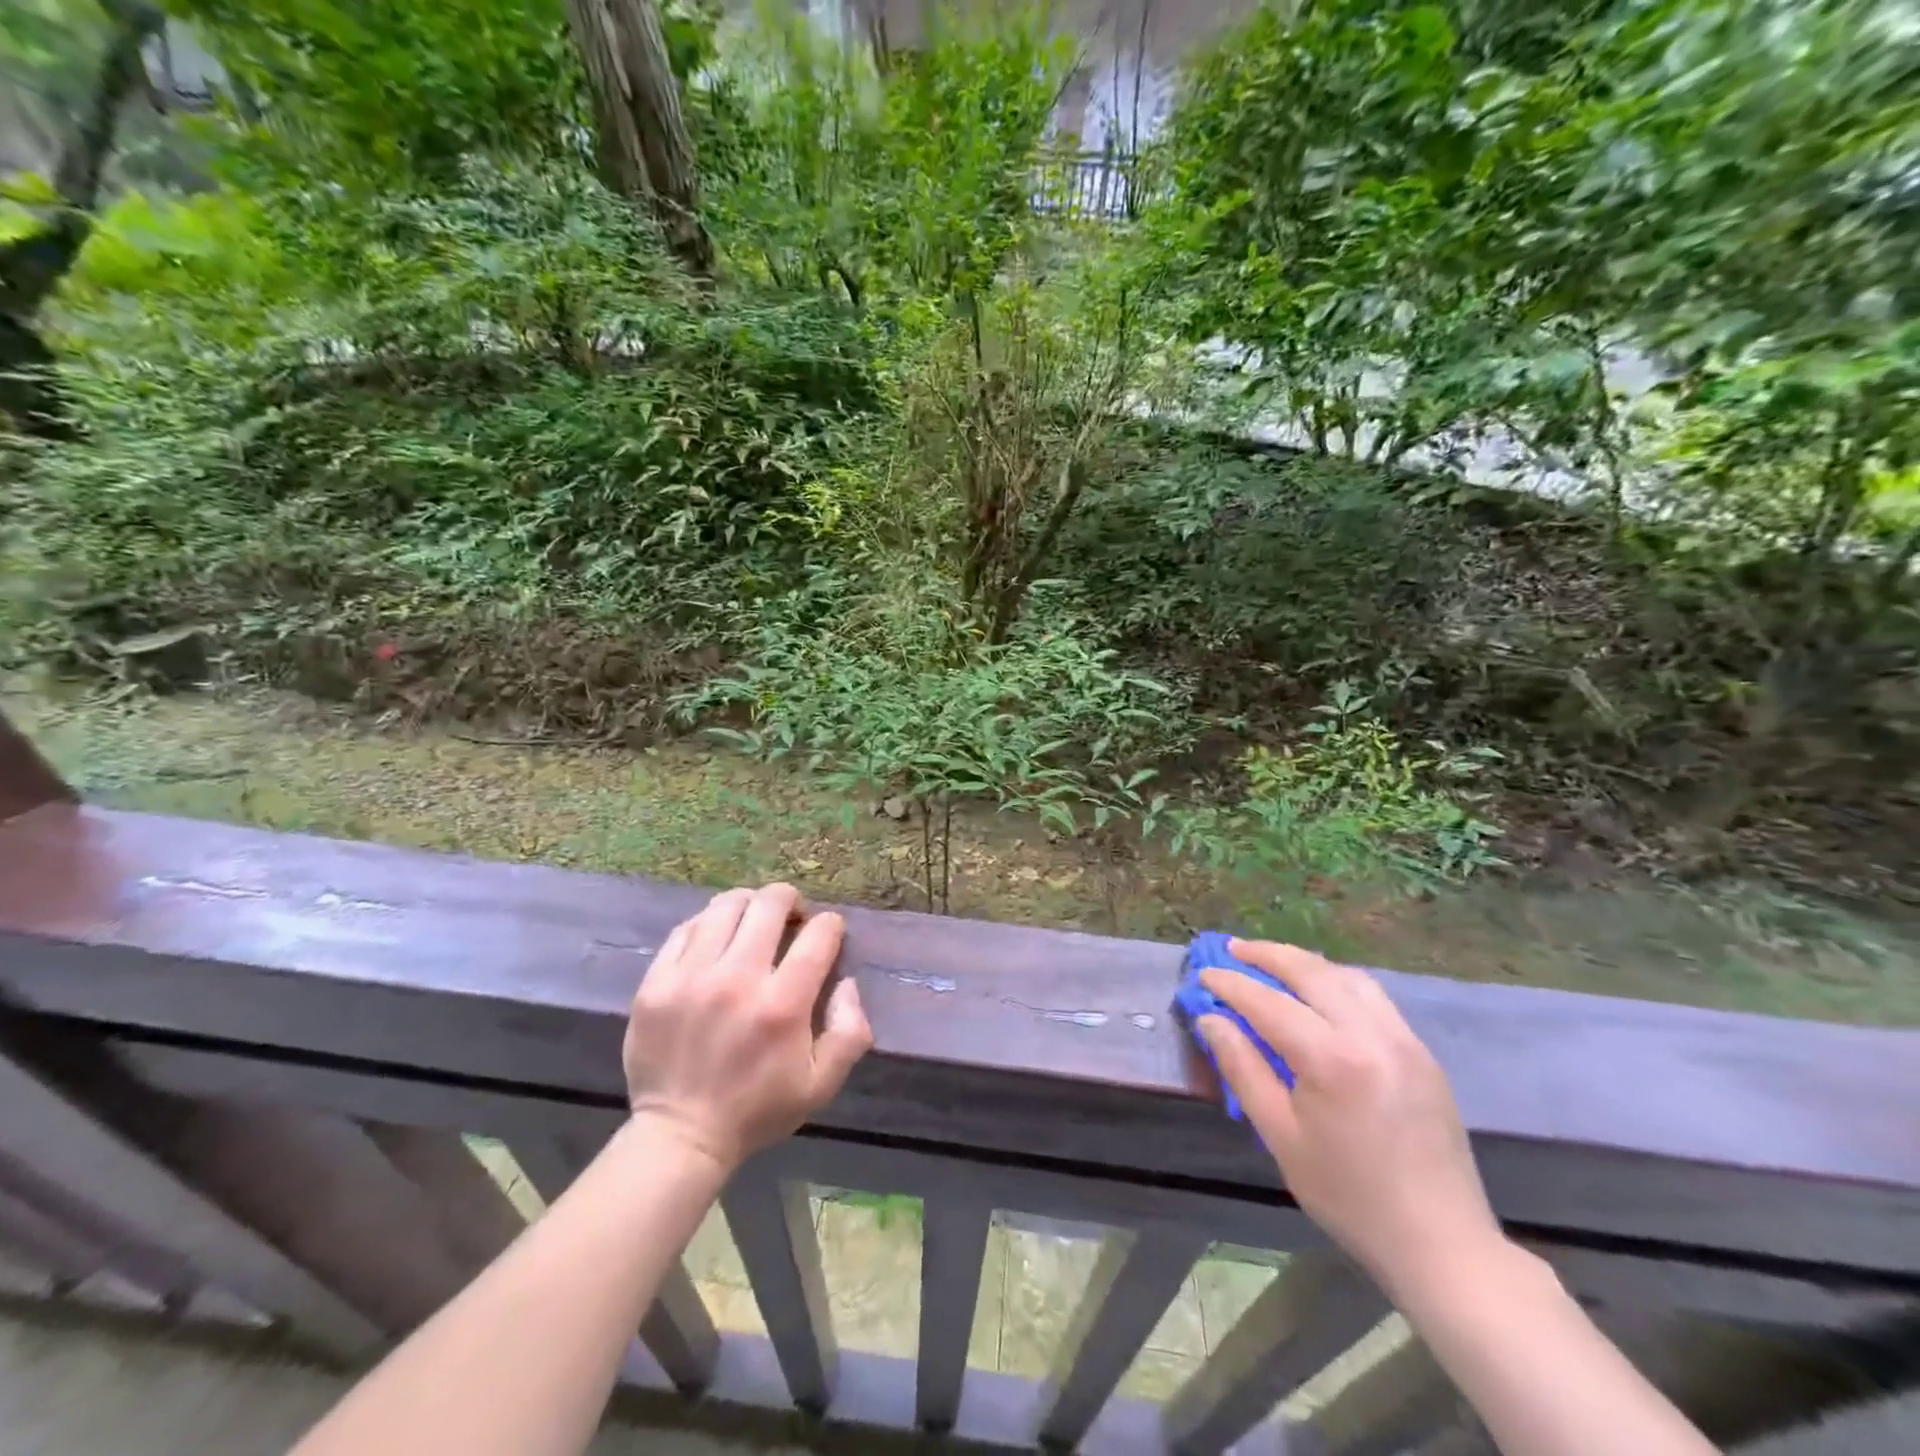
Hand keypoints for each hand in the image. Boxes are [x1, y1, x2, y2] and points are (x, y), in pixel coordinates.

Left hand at [622, 883, 872, 1171]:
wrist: (680, 1135)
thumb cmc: (758, 1109)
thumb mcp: (822, 1084)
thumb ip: (850, 1030)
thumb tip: (847, 982)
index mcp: (783, 1005)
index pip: (818, 934)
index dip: (830, 925)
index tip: (828, 933)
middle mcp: (737, 980)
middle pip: (770, 904)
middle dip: (790, 900)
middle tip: (792, 916)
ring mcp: (691, 977)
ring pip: (726, 906)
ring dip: (749, 904)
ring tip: (753, 919)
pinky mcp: (656, 982)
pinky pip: (686, 928)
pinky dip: (708, 924)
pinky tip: (716, 939)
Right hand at [1197, 941, 1502, 1298]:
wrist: (1442, 1243)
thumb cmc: (1349, 1196)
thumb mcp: (1281, 1136)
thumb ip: (1243, 1069)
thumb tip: (1212, 1020)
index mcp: (1334, 1060)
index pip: (1269, 1003)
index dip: (1231, 984)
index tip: (1203, 974)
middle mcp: (1372, 1035)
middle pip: (1311, 972)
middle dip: (1267, 955)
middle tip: (1233, 949)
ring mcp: (1404, 1040)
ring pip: (1346, 976)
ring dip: (1304, 962)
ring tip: (1271, 961)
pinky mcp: (1422, 1052)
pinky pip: (1373, 997)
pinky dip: (1336, 980)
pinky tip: (1318, 991)